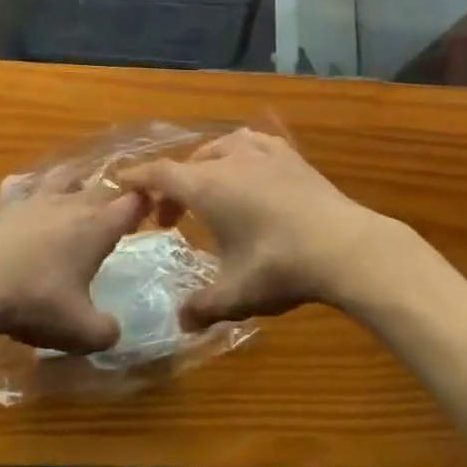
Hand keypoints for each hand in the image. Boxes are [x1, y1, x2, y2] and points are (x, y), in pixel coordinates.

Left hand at [0, 176, 142, 353]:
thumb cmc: (36, 302)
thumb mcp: (81, 331)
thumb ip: (106, 332)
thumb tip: (115, 332)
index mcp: (98, 226)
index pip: (134, 202)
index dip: (147, 204)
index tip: (155, 211)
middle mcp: (72, 203)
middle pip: (103, 186)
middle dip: (116, 195)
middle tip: (119, 212)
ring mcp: (37, 199)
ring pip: (65, 176)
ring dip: (76, 182)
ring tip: (79, 194)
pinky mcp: (5, 204)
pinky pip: (21, 185)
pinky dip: (27, 188)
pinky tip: (26, 197)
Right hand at [123, 130, 419, 327]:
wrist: (345, 246)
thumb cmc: (281, 267)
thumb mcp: (236, 295)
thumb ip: (202, 307)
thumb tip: (181, 322)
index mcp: (207, 186)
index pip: (160, 174)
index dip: (137, 179)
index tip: (121, 184)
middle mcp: (229, 159)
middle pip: (188, 163)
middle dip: (171, 187)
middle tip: (169, 218)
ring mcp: (262, 151)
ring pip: (219, 149)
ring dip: (203, 168)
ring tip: (206, 192)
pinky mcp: (289, 154)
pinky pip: (251, 144)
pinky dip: (236, 156)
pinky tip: (247, 173)